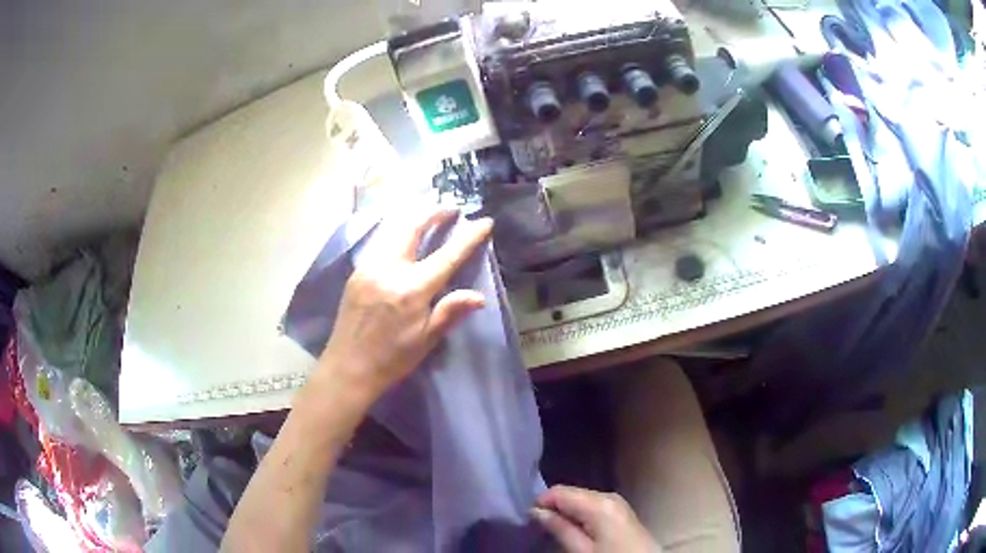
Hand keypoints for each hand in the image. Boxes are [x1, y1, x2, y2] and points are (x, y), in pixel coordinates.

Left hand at [317, 207, 492, 398]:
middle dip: (433, 213)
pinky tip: (404, 240)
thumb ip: (450, 312)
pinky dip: (397, 235)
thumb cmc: (392, 359)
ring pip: (393, 232)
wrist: (348, 368)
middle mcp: (389, 270)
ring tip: (430, 218)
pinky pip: (381, 245)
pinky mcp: (356, 273)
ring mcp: (369, 268)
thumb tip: (479, 296)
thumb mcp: (426, 340)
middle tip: (451, 208)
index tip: (484, 221)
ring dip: (414, 221)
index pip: (446, 255)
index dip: (468, 237)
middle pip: (412, 227)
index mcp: (412, 289)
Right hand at [532, 486, 659, 552]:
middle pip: (572, 494)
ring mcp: (618, 503)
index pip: (559, 491)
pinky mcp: (621, 512)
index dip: (541, 503)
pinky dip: (581, 515)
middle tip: (540, 527)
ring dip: (567, 512)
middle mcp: (609, 496)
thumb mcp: (582, 551)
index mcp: (599, 503)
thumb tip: (536, 511)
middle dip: (555, 507)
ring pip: (582, 500)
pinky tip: (576, 530)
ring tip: (556, 530)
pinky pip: (593, 507)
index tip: (529, 519)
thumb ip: (560, 529)